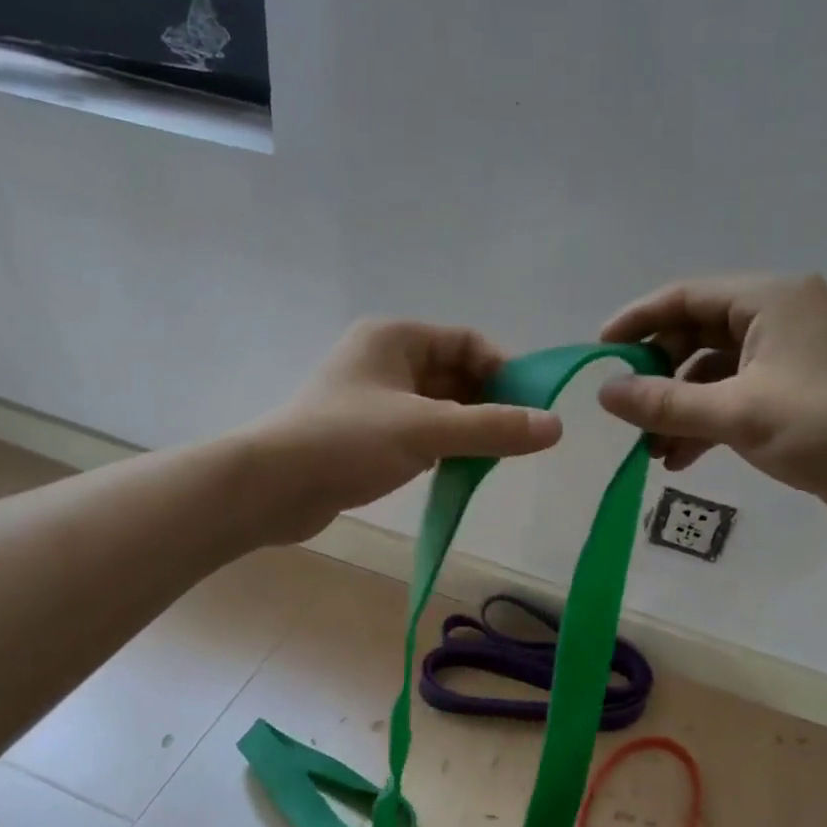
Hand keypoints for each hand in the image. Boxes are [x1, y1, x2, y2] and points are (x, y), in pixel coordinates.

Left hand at [252, 319, 562, 540]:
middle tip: (518, 439)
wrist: (271, 487)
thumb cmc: (347, 441)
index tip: (531, 407)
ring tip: (495, 457)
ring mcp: (373, 400)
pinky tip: (459, 469)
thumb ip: (492, 428)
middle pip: (454, 374)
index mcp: (395, 338)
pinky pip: (419, 432)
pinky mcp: (366, 436)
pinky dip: (444, 446)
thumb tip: (555, 427)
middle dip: (488, 403)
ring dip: (468, 428)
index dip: (504, 369)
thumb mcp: (427, 429)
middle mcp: (384, 361)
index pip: (467, 341)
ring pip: (438, 407)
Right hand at [597, 274, 826, 529]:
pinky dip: (703, 424)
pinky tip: (679, 459)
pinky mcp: (789, 395)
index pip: (685, 297)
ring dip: (677, 408)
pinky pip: (730, 399)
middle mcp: (775, 319)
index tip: (598, 352)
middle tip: (625, 412)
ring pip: (709, 373)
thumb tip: (604, 392)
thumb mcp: (738, 413)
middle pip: (694, 335)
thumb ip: (666, 403)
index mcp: (768, 300)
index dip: (637, 321)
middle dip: (657, 376)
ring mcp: (784, 358)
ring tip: (649, 449)